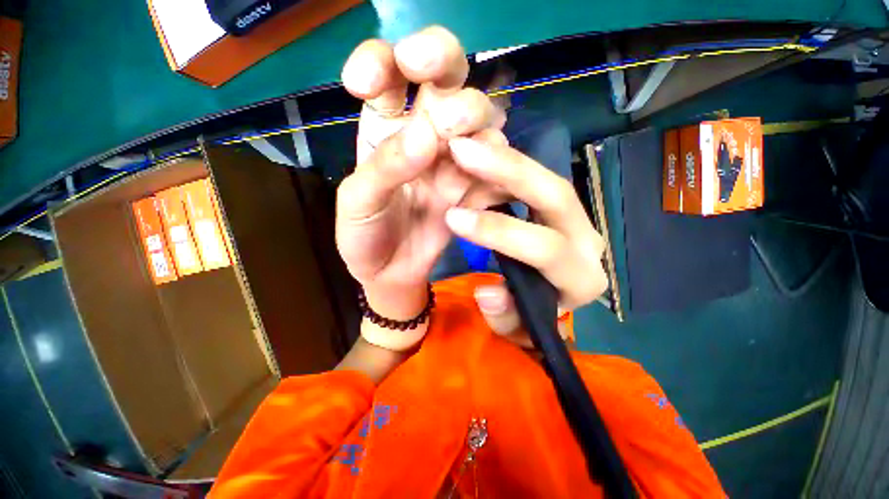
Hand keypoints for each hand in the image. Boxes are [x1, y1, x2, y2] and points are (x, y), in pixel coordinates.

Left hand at [337, 26, 505, 319]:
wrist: (390, 272)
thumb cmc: (364, 235)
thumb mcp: (359, 202)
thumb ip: (386, 168)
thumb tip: (427, 135)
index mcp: (384, 127)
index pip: (388, 70)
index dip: (381, 60)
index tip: (364, 85)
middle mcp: (423, 132)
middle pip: (445, 75)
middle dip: (443, 64)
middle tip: (440, 108)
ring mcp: (454, 159)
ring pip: (479, 116)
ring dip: (476, 122)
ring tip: (459, 152)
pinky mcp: (473, 187)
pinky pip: (496, 165)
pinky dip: (497, 165)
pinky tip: (486, 180)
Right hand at [443, 138, 608, 346]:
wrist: (546, 301)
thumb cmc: (529, 316)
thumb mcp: (514, 328)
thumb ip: (505, 317)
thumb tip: (488, 292)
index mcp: (580, 278)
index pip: (547, 249)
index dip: (500, 232)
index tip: (453, 217)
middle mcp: (587, 242)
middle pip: (556, 196)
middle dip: (508, 173)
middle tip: (462, 151)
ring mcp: (576, 217)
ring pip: (546, 177)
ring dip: (505, 160)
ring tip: (465, 146)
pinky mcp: (559, 204)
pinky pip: (536, 174)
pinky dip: (507, 163)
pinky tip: (479, 154)